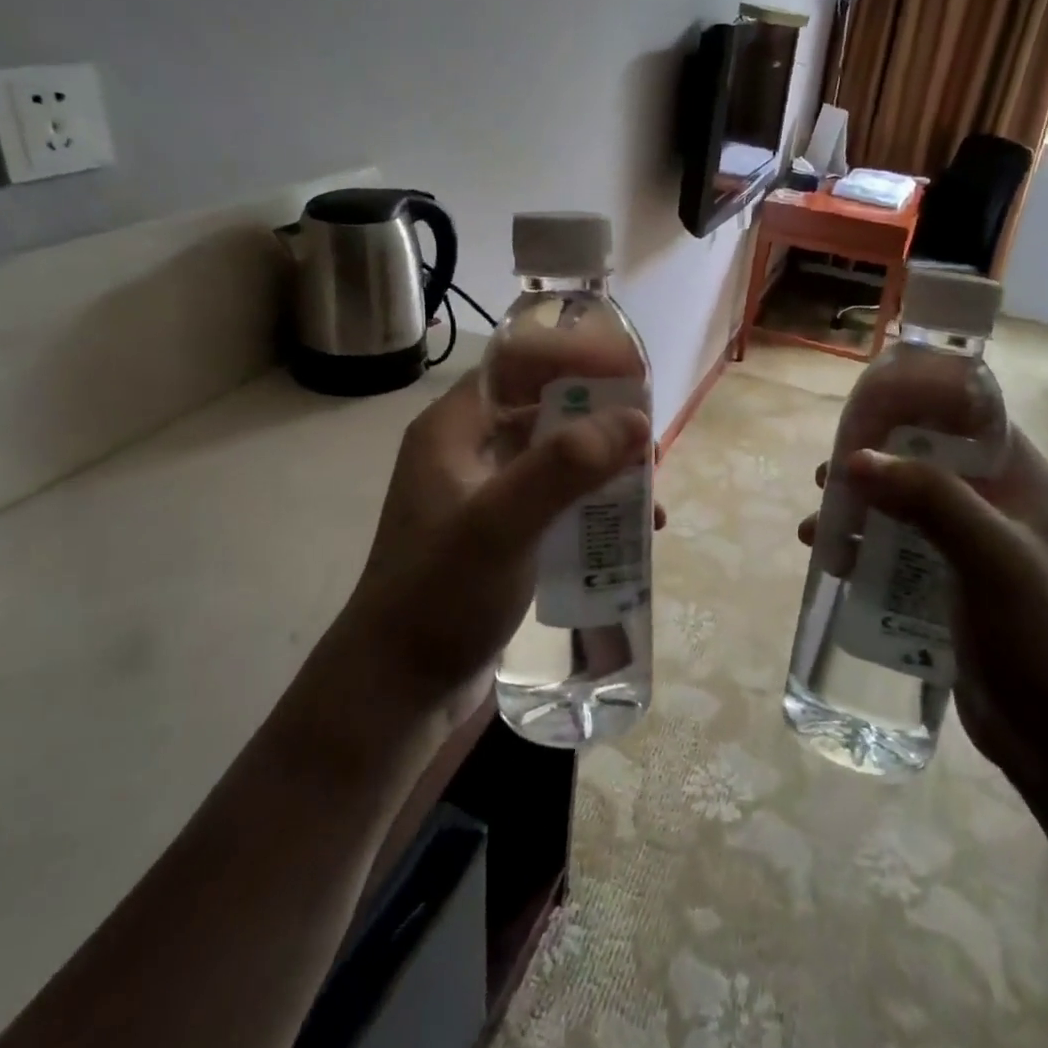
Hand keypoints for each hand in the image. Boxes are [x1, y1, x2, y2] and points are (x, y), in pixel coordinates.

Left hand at [333, 370, 652, 724]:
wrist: (399, 689)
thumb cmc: (439, 596)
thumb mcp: (500, 524)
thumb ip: (564, 467)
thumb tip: (636, 420)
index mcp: (454, 429)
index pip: (517, 363)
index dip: (574, 357)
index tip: (630, 375)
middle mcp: (469, 451)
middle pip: (545, 408)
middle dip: (601, 419)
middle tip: (648, 441)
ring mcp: (487, 495)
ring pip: (557, 456)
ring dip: (604, 466)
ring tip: (648, 490)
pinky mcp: (504, 534)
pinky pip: (558, 500)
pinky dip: (594, 505)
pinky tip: (630, 531)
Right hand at [799, 428, 1047, 784]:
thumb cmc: (1040, 635)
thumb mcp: (991, 556)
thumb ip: (929, 499)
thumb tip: (854, 459)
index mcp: (1018, 480)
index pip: (966, 416)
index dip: (916, 403)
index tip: (862, 410)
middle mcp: (992, 503)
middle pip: (921, 459)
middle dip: (871, 463)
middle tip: (826, 475)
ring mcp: (966, 545)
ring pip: (901, 505)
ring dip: (857, 508)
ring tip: (816, 525)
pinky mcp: (944, 583)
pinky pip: (895, 548)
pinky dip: (861, 546)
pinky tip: (831, 561)